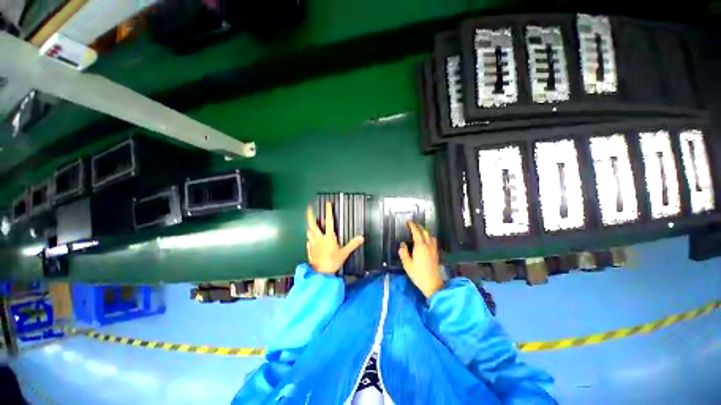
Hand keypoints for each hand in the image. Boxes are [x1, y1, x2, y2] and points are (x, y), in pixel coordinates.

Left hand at [306, 202, 364, 274]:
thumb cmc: (333, 262)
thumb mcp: (344, 253)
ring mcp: (313, 244)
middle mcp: (319, 238)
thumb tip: (361, 237)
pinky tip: (309, 239)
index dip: (328, 212)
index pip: (329, 221)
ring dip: (309, 226)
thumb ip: (353, 244)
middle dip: (310, 215)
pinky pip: (308, 241)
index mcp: (328, 237)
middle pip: (313, 224)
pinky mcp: (309, 250)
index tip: (327, 204)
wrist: (320, 273)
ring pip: (309, 232)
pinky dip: (309, 238)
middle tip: (309, 208)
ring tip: (309, 223)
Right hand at [399, 222, 443, 298]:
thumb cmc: (418, 274)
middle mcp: (428, 245)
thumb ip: (403, 253)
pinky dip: (428, 237)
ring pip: (430, 236)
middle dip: (418, 227)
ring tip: (419, 232)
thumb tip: (402, 244)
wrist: (433, 284)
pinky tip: (426, 241)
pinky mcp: (436, 254)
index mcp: (420, 246)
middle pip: (425, 232)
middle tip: (412, 225)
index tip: (408, 222)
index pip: (416, 232)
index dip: (412, 226)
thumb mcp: (407, 265)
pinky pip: (433, 241)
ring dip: (424, 232)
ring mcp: (433, 249)